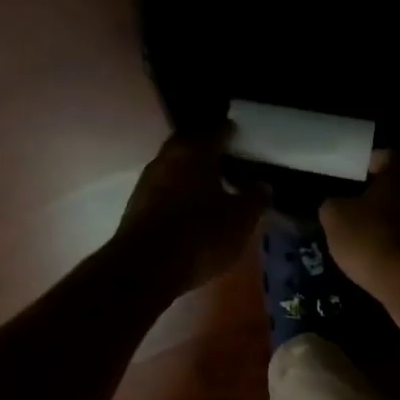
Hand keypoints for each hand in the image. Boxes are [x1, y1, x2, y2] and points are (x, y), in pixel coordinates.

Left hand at [117, 128, 270, 290]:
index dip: (232, 133)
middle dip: (208, 151)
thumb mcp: (241, 221)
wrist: (145, 268)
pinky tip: (191, 209)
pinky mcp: (136, 206)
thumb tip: (262, 185)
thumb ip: (255, 199)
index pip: (217, 131)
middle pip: (190, 145)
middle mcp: (167, 158)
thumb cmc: (200, 235)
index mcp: (195, 152)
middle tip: (228, 162)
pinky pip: (164, 190)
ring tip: (211, 187)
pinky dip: (179, 193)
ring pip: (175, 168)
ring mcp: (147, 182)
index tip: (243, 139)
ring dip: (191, 173)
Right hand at [320, 153, 399, 294]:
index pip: (383, 157)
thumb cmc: (371, 238)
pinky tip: (387, 256)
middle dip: (383, 195)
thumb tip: (336, 205)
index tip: (353, 178)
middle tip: (360, 207)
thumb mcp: (335, 217)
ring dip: (396, 222)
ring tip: (372, 235)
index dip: (366, 166)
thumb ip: (333, 204)